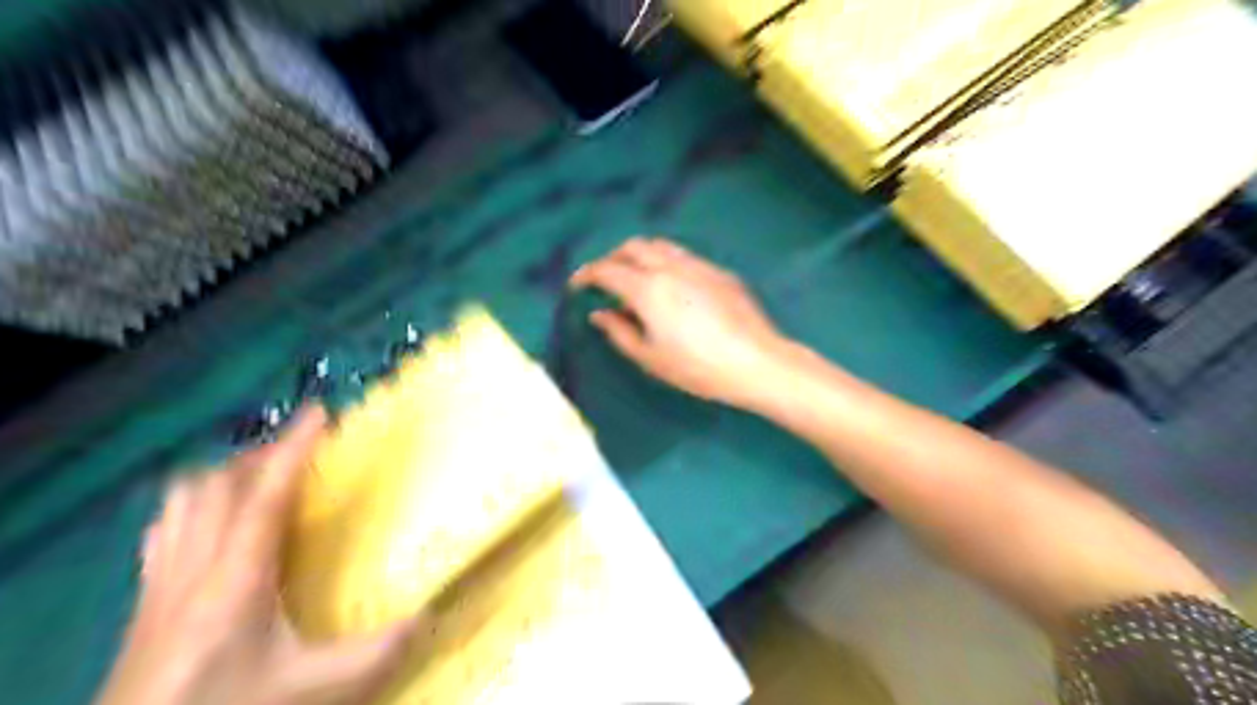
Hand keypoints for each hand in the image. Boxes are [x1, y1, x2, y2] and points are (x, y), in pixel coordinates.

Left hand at [93, 405, 415, 703]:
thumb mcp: (311, 690)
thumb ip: (376, 653)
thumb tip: (430, 614)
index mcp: (235, 577)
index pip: (265, 493)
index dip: (293, 446)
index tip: (320, 412)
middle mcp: (192, 566)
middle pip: (215, 484)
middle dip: (259, 454)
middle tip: (300, 452)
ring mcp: (159, 582)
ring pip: (182, 500)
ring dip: (224, 475)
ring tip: (261, 478)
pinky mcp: (144, 601)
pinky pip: (164, 527)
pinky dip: (193, 505)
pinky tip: (215, 522)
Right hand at [573, 236, 788, 406]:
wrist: (756, 362)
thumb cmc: (697, 367)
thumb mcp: (650, 357)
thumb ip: (619, 331)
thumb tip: (599, 314)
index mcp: (647, 288)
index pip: (606, 270)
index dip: (586, 275)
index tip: (577, 286)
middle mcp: (670, 266)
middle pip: (632, 247)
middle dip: (612, 259)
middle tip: (606, 281)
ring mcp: (698, 265)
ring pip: (660, 245)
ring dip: (640, 256)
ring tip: (637, 279)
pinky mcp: (719, 271)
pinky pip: (684, 256)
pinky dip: (666, 262)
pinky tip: (673, 287)